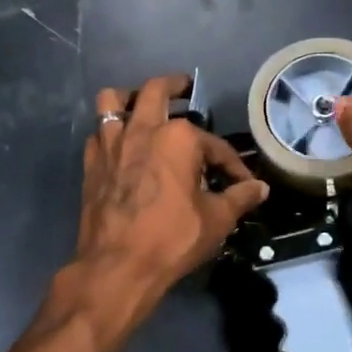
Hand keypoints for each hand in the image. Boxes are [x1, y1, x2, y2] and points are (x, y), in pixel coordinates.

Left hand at [70, 73, 268, 328]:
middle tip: (183, 86)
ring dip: (129, 97)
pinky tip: (120, 146)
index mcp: (179, 138)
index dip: (232, 164)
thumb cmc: (173, 239)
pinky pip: (97, 134)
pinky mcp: (91, 164)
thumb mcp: (217, 219)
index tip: (242, 183)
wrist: (118, 266)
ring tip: (141, 104)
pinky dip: (109, 132)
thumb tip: (260, 188)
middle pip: (156, 91)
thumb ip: (240, 198)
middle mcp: (143, 130)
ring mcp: (111, 144)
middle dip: (174, 85)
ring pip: (112, 101)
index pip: (214, 145)